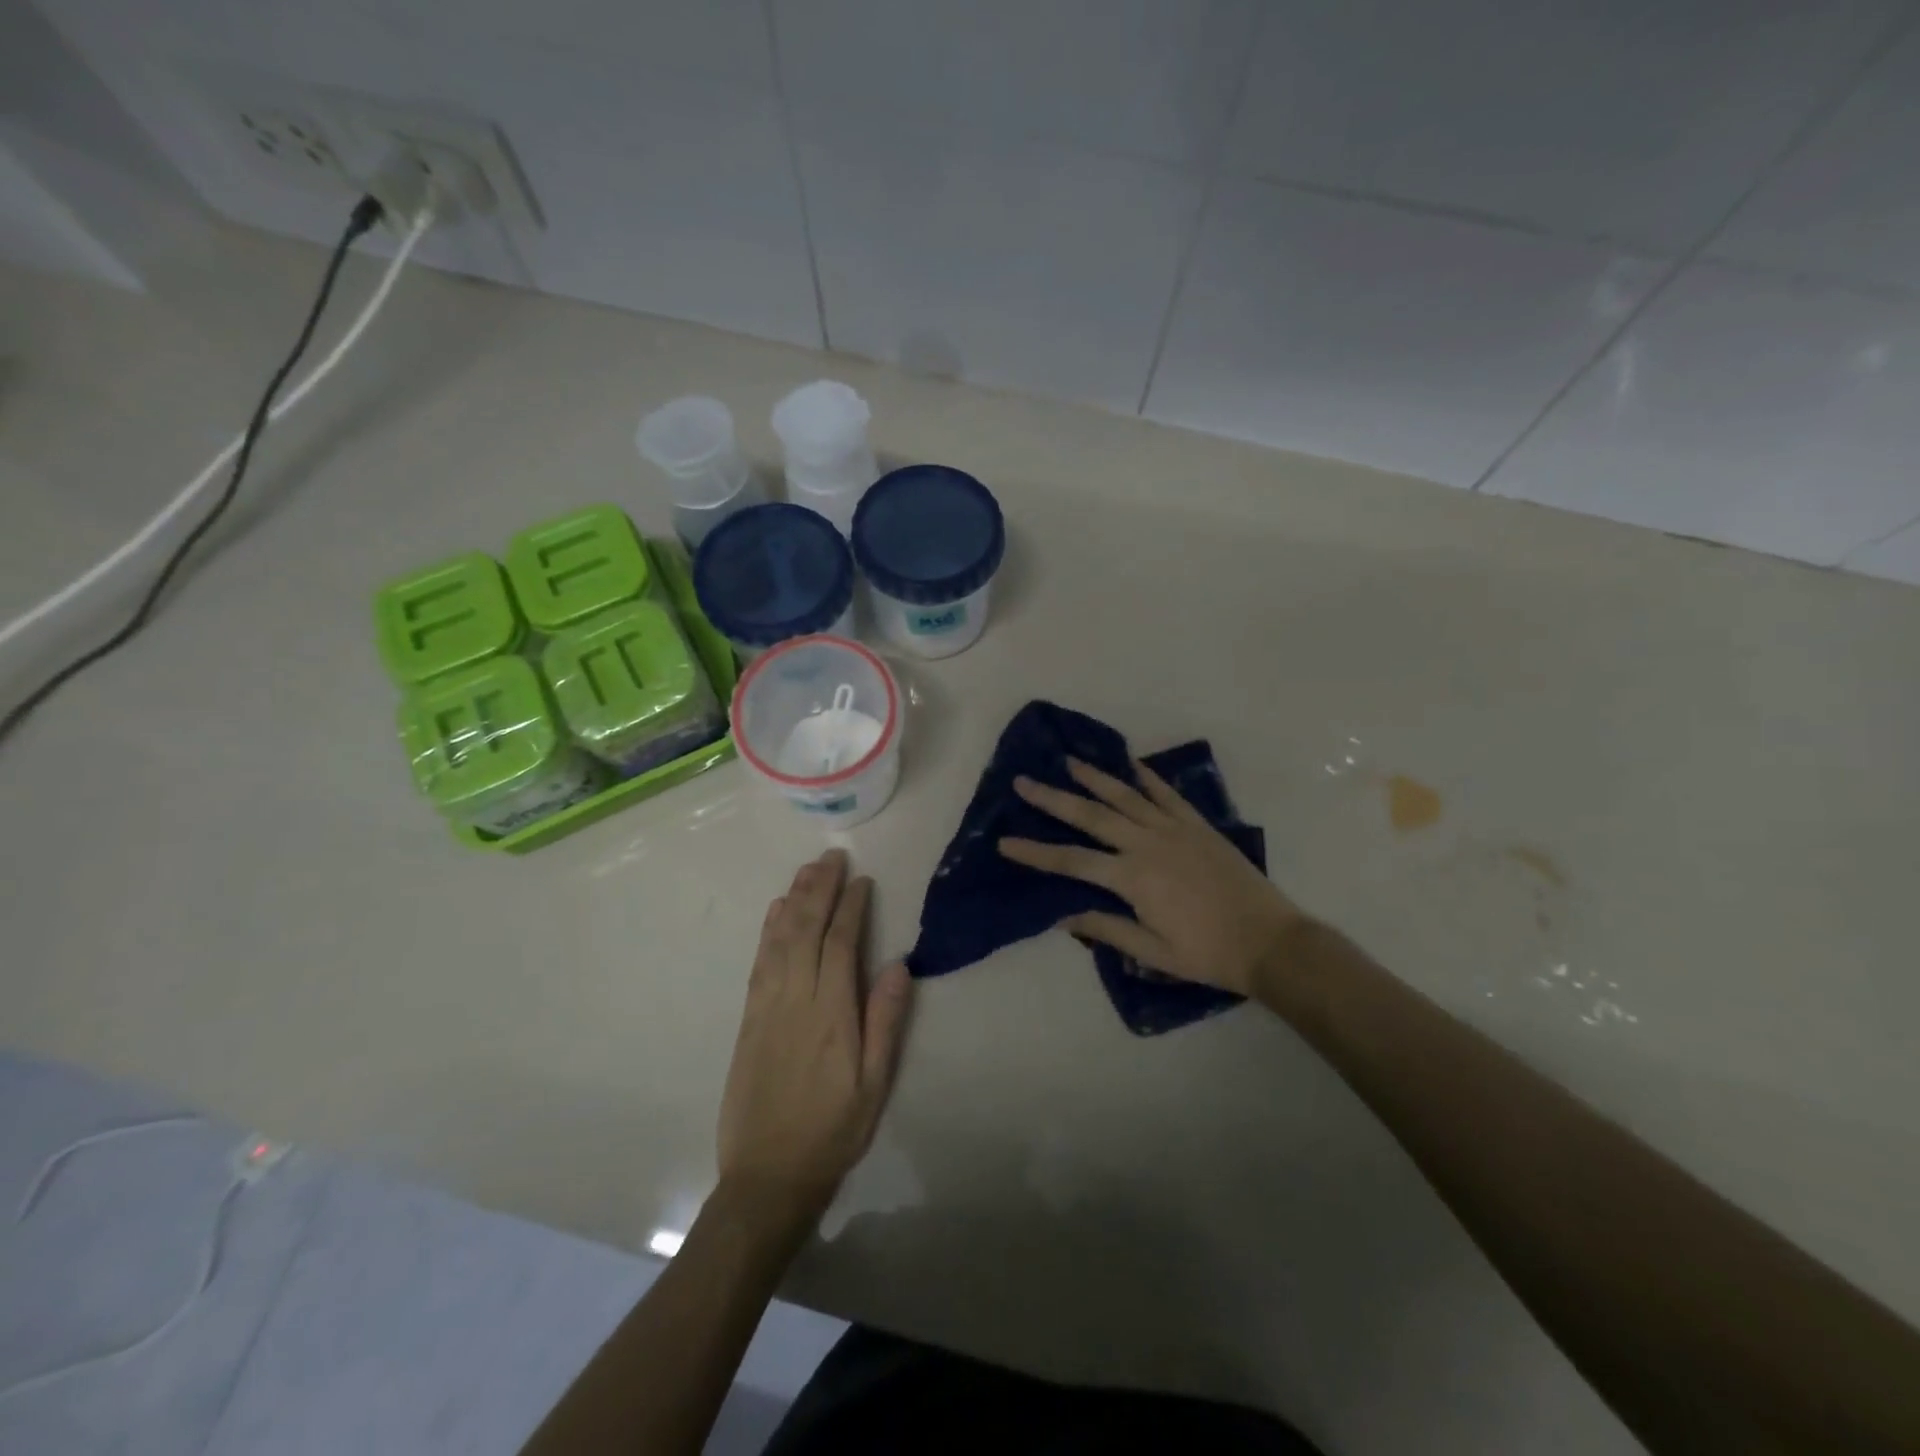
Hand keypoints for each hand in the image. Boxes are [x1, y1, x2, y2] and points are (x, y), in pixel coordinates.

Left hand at [717, 849, 913, 1227]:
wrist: (768, 1175)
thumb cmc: (833, 1130)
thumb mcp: (875, 1085)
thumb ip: (886, 1022)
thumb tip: (900, 965)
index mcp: (832, 1013)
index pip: (842, 943)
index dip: (851, 907)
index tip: (862, 879)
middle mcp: (796, 999)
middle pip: (807, 930)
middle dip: (820, 888)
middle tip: (832, 856)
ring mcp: (767, 1006)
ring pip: (779, 939)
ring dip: (794, 899)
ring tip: (808, 869)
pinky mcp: (748, 1018)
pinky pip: (759, 962)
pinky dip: (768, 930)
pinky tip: (775, 911)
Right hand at [998, 758, 1302, 996]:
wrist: (1270, 942)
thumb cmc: (1208, 954)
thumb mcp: (1153, 954)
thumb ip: (1108, 929)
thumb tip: (1062, 915)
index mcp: (1133, 878)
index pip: (1071, 861)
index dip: (1035, 853)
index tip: (1005, 842)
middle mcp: (1148, 844)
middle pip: (1091, 816)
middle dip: (1054, 799)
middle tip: (1024, 781)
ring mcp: (1175, 830)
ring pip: (1126, 796)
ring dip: (1095, 777)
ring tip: (1069, 760)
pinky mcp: (1198, 825)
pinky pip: (1168, 794)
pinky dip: (1148, 777)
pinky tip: (1132, 764)